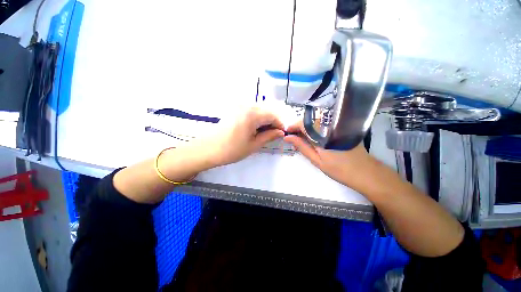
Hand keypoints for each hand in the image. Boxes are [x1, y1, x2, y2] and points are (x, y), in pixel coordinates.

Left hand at [191, 106, 284, 167]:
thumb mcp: (254, 145)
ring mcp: (239, 106)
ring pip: (259, 111)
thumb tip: (281, 132)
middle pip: (267, 111)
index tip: (282, 134)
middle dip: (273, 122)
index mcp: (252, 114)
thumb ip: (269, 136)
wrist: (208, 149)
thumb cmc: (232, 149)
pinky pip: (251, 111)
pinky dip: (257, 119)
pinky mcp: (235, 109)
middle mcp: (247, 106)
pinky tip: (255, 128)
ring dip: (265, 120)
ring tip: (265, 133)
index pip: (273, 115)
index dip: (280, 124)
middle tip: (274, 134)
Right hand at [283, 121, 374, 191]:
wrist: (365, 172)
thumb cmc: (339, 169)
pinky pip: (324, 123)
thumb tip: (287, 138)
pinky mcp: (341, 126)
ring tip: (302, 139)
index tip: (286, 133)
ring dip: (306, 127)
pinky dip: (315, 128)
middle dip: (299, 127)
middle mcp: (330, 125)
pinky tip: (313, 137)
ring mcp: (337, 125)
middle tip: (294, 138)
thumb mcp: (317, 160)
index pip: (303, 123)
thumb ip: (302, 147)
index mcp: (323, 133)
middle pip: (309, 119)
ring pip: (316, 120)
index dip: (293, 126)